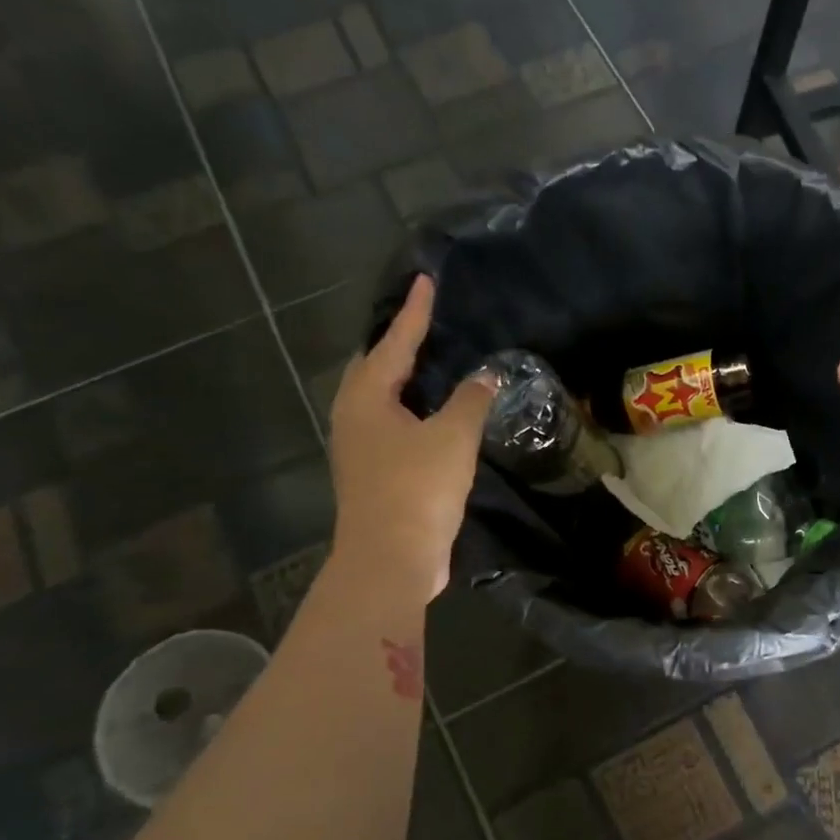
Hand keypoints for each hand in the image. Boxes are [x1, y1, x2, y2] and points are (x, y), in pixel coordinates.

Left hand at [326, 275, 496, 601]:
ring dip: (404, 381)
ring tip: (431, 366)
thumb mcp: (453, 438)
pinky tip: (434, 418)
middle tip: (425, 325)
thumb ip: (471, 400)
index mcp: (366, 398)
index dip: (415, 313)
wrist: (391, 559)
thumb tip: (486, 375)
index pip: (394, 343)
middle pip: (374, 369)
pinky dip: (412, 413)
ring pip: (380, 401)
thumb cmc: (417, 489)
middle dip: (398, 345)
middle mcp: (354, 417)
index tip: (426, 281)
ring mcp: (360, 449)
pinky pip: (391, 428)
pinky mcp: (374, 475)